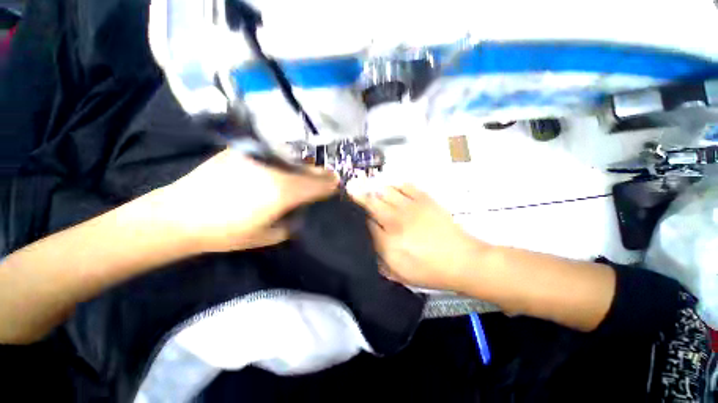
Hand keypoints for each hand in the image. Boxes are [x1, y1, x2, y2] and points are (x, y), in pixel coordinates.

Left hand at [160, 149, 337, 252]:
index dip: (331, 186)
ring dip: (305, 168)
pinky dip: (285, 161)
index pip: (321, 184)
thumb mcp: (269, 235)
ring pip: (296, 159)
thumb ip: (292, 222)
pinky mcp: (245, 150)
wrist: (180, 215)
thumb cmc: (227, 232)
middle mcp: (277, 169)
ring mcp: (260, 157)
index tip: (336, 188)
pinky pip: (276, 154)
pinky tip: (281, 168)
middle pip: (311, 169)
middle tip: (326, 180)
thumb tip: (301, 211)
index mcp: (285, 192)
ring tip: (306, 175)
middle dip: (322, 175)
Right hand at [353, 184, 483, 290]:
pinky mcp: (424, 200)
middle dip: (358, 194)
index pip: (365, 223)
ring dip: (376, 189)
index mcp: (388, 243)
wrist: (462, 260)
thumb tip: (368, 242)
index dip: (356, 215)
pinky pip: (405, 185)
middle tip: (351, 187)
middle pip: (371, 202)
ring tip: (371, 188)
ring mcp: (410, 207)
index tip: (350, 209)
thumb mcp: (399, 274)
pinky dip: (396, 185)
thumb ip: (379, 259)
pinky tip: (393, 188)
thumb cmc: (429, 271)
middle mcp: (395, 221)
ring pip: (385, 191)